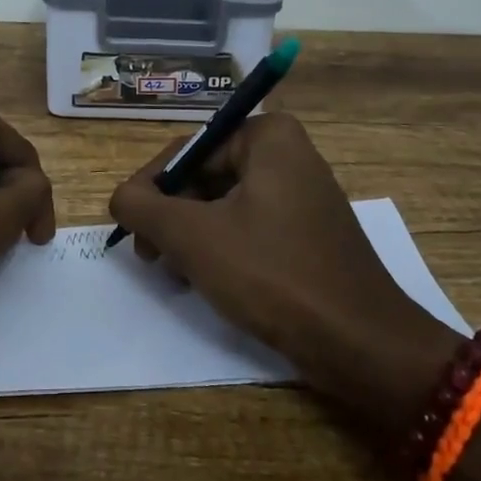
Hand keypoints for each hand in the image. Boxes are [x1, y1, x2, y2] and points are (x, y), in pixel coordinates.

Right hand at [108, 113, 461, 421]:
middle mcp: (288, 153)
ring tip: (175, 273)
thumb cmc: (273, 275)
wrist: (361, 344)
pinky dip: (221, 247)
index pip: (188, 149)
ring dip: (191, 235)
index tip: (129, 227)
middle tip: (148, 255)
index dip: (151, 187)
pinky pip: (249, 225)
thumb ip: (142, 206)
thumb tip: (120, 196)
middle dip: (172, 216)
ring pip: (223, 204)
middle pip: (205, 175)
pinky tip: (204, 280)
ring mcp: (301, 193)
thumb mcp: (193, 237)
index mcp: (269, 136)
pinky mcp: (307, 231)